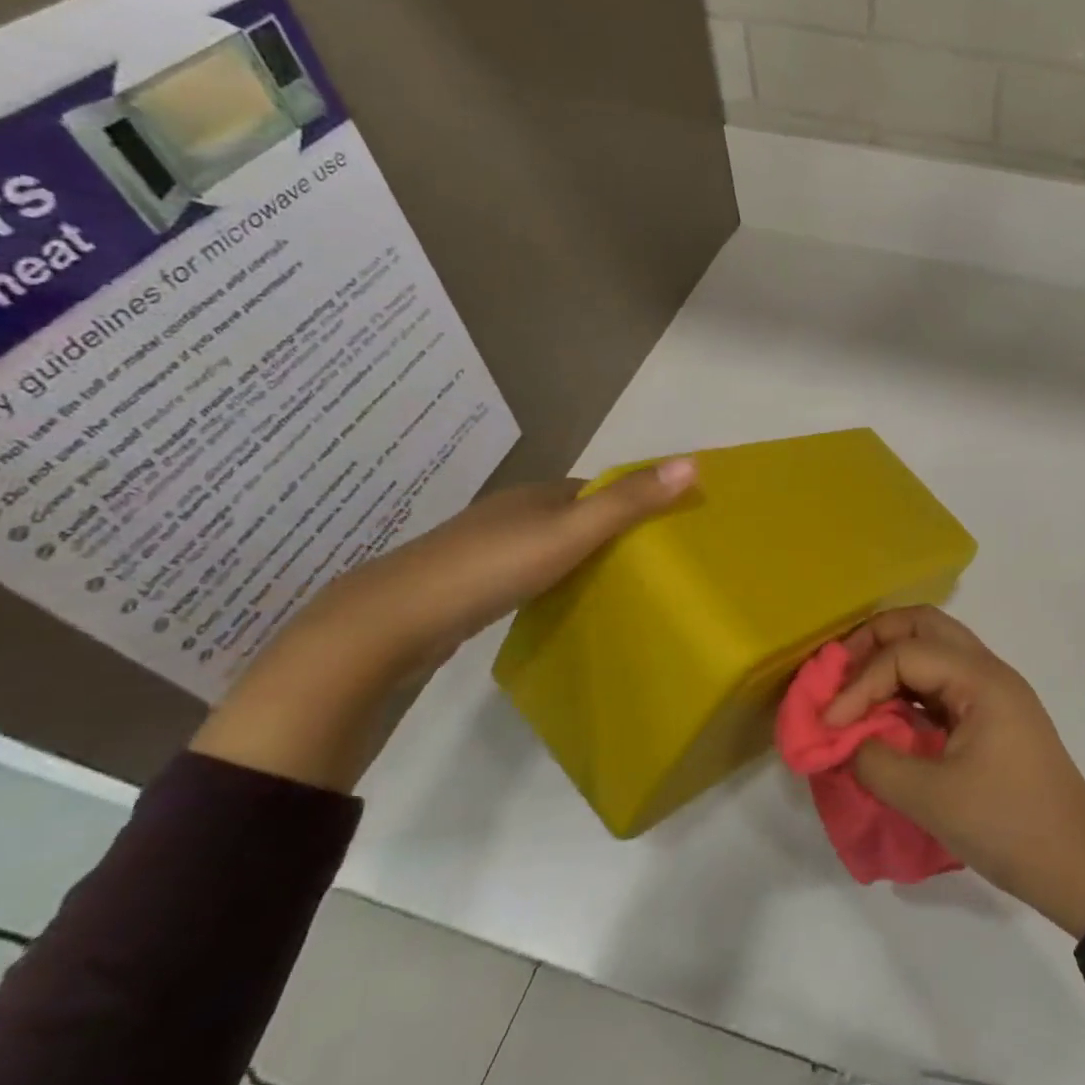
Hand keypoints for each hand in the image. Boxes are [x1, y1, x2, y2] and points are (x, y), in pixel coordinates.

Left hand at [190, 459, 695, 790]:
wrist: (391, 622)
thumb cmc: (490, 568)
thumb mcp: (570, 533)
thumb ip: (629, 502)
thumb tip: (694, 462)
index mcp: (538, 494)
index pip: (601, 488)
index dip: (636, 500)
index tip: (670, 528)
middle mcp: (513, 512)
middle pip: (576, 514)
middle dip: (612, 530)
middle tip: (651, 563)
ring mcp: (486, 547)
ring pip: (550, 543)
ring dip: (581, 556)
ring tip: (616, 584)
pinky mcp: (469, 583)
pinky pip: (527, 570)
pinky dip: (552, 577)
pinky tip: (559, 599)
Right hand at [826, 607, 1084, 938]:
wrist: (1079, 864)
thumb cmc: (1009, 825)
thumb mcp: (932, 799)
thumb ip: (875, 762)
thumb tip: (842, 741)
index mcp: (980, 678)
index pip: (905, 654)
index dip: (859, 683)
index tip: (829, 723)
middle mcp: (987, 669)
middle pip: (923, 625)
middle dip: (874, 641)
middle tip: (837, 672)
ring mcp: (991, 690)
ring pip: (934, 646)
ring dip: (891, 659)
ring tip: (853, 689)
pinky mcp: (990, 714)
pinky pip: (941, 679)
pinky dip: (907, 685)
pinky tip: (884, 712)